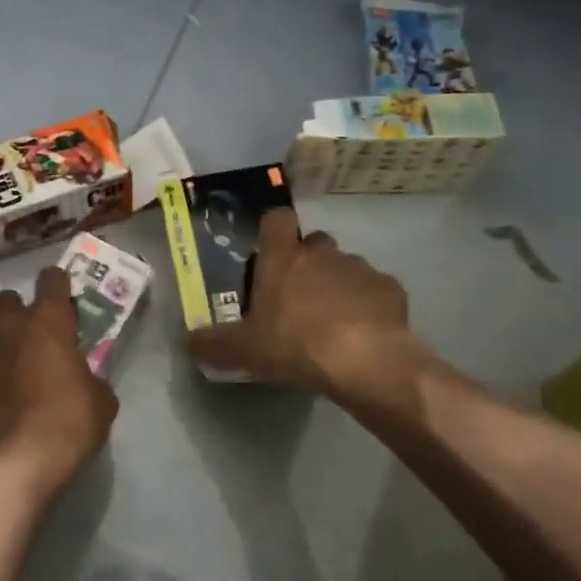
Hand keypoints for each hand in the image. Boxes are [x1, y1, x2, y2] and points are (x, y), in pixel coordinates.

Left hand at [0, 267, 117, 492]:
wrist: (14, 465)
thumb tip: (83, 380)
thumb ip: (91, 378)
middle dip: (18, 311)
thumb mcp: (101, 402)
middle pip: (6, 299)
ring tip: (4, 364)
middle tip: (31, 335)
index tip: (62, 295)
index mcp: (48, 323)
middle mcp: (8, 328)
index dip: (57, 284)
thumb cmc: (68, 425)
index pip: (51, 281)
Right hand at [188, 208, 423, 392]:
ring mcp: (359, 268)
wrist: (363, 360)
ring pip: (345, 267)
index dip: (274, 231)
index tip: (270, 252)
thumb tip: (190, 341)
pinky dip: (368, 305)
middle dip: (308, 263)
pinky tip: (362, 333)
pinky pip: (374, 290)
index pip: (277, 219)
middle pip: (314, 244)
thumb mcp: (243, 350)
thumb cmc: (293, 344)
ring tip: (333, 322)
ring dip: (338, 286)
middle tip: (298, 299)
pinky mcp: (390, 288)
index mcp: (282, 258)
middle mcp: (321, 253)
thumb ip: (214, 344)